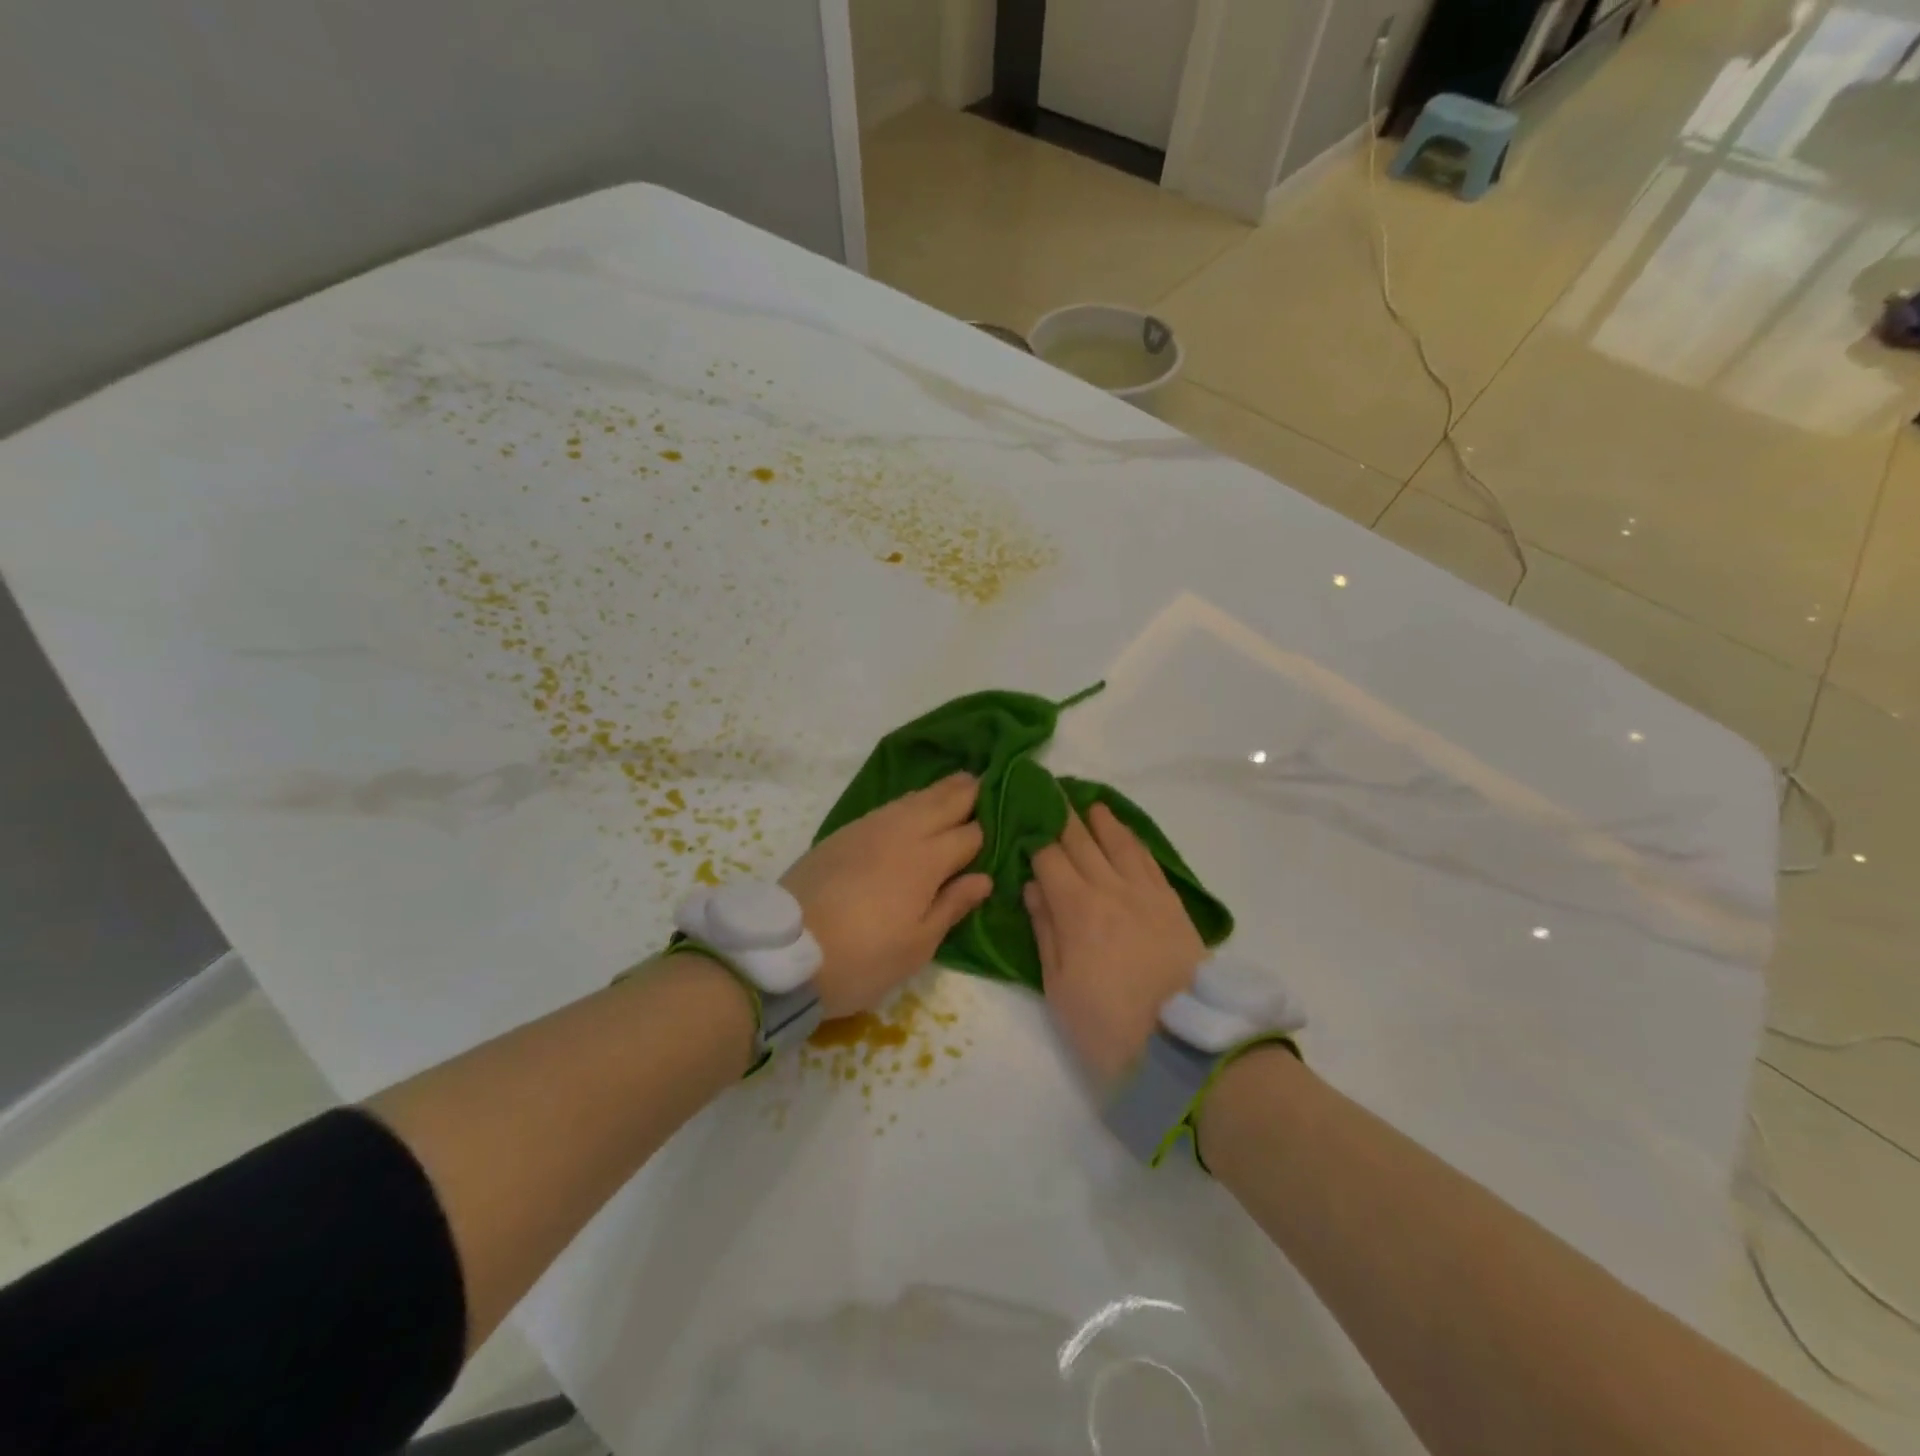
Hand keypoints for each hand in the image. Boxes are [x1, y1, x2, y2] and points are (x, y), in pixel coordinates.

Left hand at [782, 772, 992, 1017]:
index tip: (1005, 825)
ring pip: (913, 798)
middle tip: (987, 781)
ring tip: (958, 784)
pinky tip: (913, 807)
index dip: (988, 831)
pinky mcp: (844, 833)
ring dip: (939, 791)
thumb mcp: (916, 946)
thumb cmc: (861, 958)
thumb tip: (983, 877)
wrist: (784, 952)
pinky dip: (910, 801)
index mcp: (926, 860)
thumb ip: (952, 905)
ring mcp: (869, 828)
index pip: (969, 835)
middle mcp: (901, 833)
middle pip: (943, 802)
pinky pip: (888, 807)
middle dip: (967, 792)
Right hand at [1026, 803, 1204, 1083]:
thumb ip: (1046, 931)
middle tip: (1049, 792)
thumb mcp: (1060, 987)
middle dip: (1062, 816)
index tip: (1021, 815)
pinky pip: (1148, 860)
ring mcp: (1146, 893)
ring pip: (1119, 843)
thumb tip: (1033, 886)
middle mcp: (1111, 888)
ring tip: (1088, 803)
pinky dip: (1133, 840)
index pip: (1049, 857)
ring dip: (1100, 820)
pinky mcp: (1172, 904)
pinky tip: (1125, 834)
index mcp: (1077, 909)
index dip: (1033, 834)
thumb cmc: (1108, 1025)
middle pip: (1082, 841)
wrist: (1186, 1047)